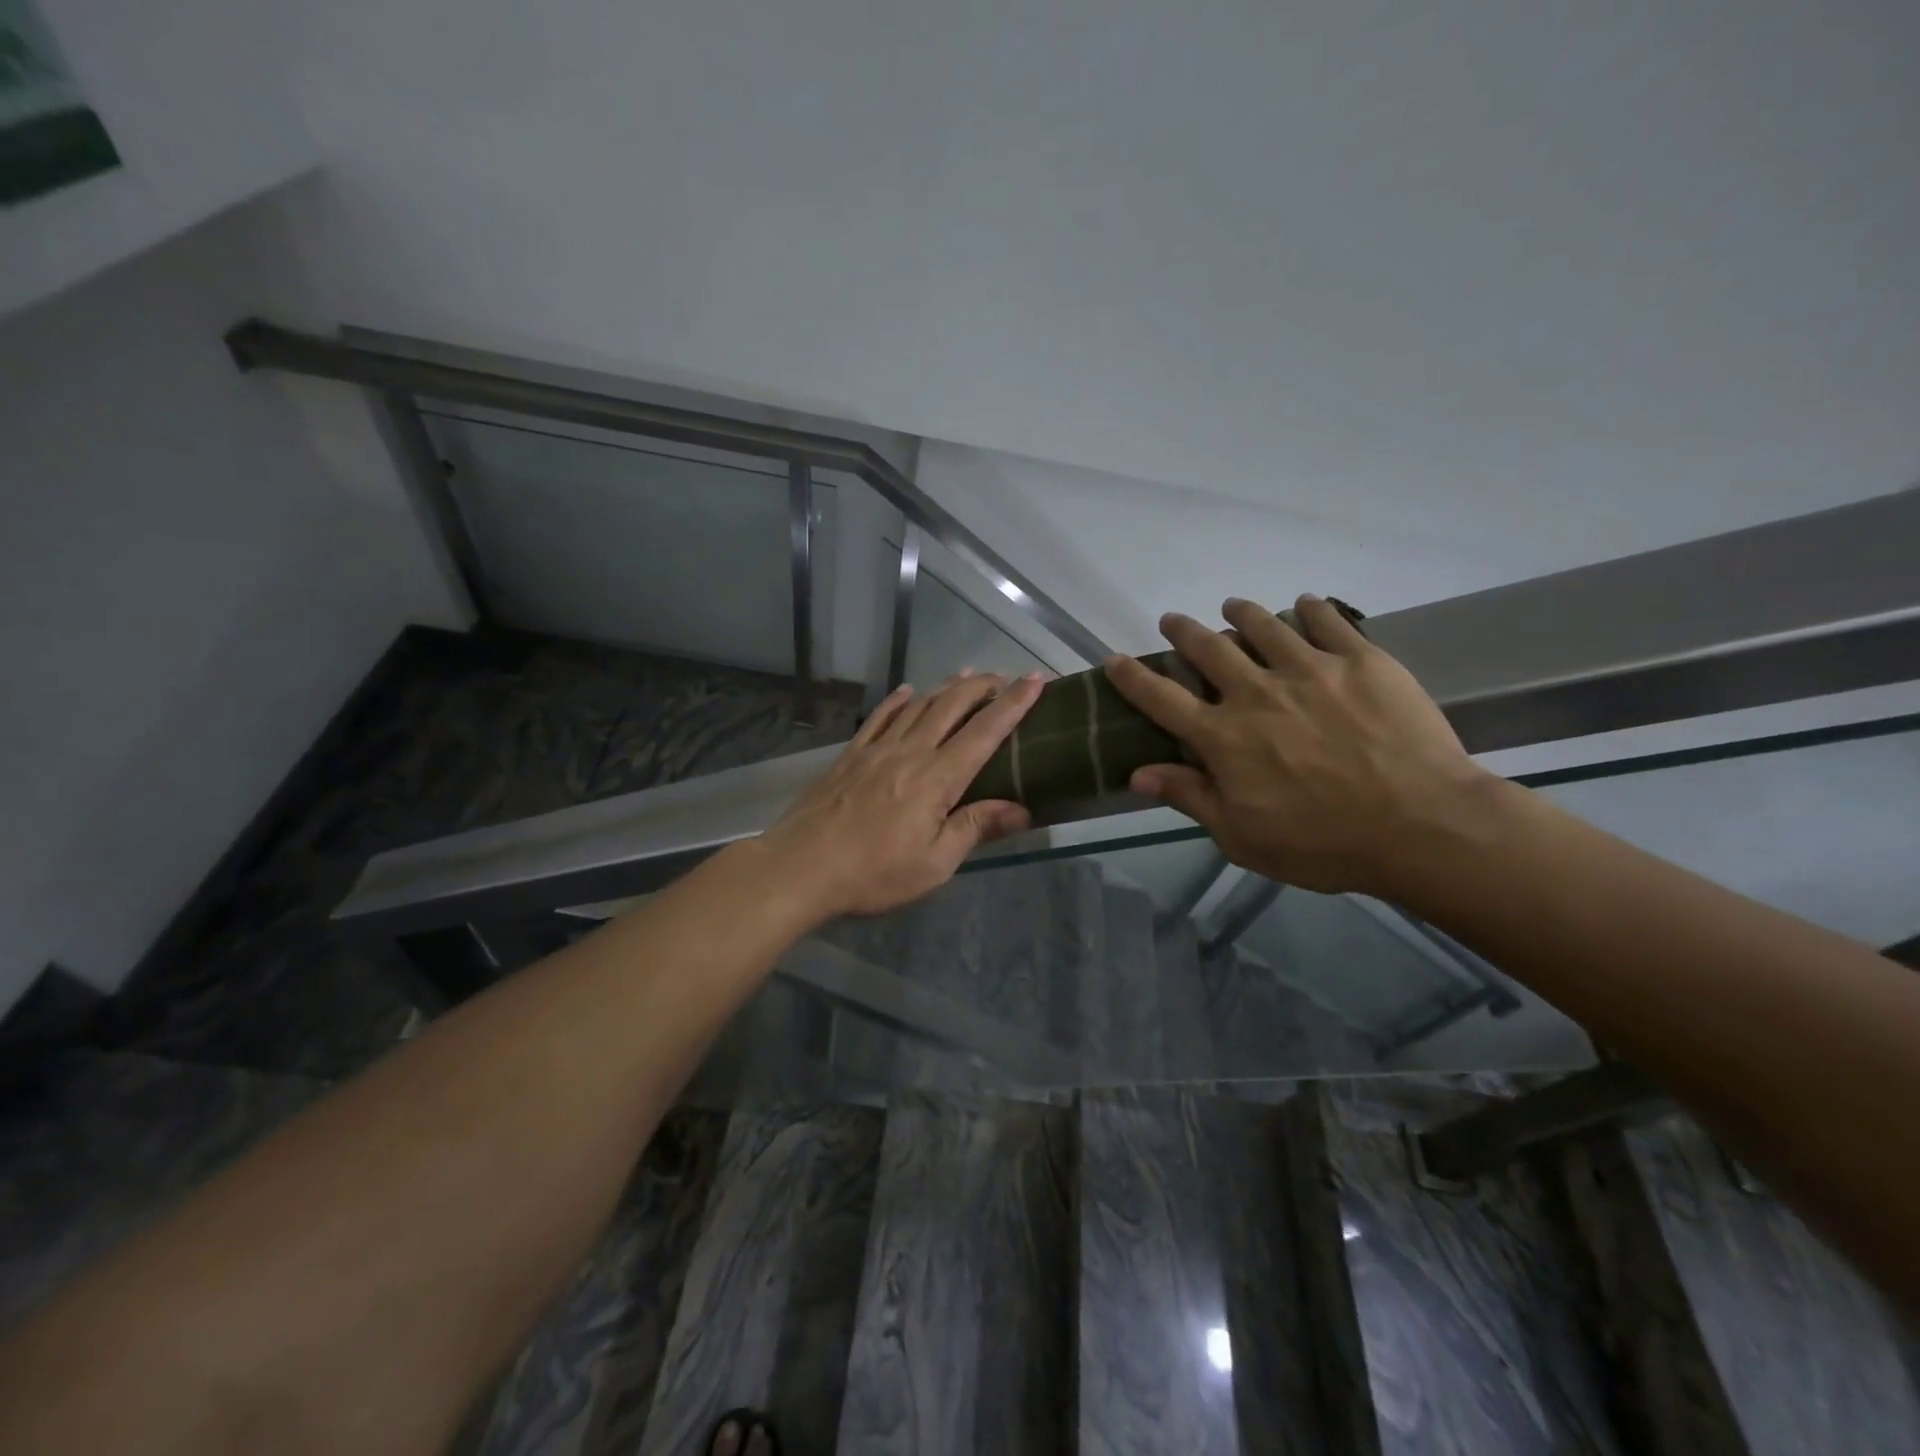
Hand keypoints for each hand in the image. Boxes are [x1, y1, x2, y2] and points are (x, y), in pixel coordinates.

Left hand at [758, 670, 1044, 919]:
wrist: (801, 867)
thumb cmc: (874, 873)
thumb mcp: (934, 864)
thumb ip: (975, 829)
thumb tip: (1022, 809)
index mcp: (937, 778)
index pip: (985, 732)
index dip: (1014, 704)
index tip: (1035, 680)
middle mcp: (910, 752)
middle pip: (952, 707)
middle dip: (982, 687)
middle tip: (1005, 676)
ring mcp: (877, 749)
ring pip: (918, 706)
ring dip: (946, 687)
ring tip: (967, 675)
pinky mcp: (850, 755)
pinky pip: (879, 717)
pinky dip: (897, 700)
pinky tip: (907, 691)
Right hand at [1104, 595, 1495, 897]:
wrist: (1422, 826)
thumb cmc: (1323, 843)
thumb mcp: (1241, 837)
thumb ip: (1190, 798)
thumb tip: (1138, 774)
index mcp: (1223, 737)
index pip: (1161, 699)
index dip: (1133, 678)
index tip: (1114, 659)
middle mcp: (1257, 693)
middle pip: (1208, 649)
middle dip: (1183, 632)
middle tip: (1173, 620)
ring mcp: (1311, 670)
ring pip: (1264, 626)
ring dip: (1241, 612)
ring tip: (1232, 606)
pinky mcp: (1362, 661)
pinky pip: (1329, 621)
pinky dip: (1311, 608)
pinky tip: (1305, 603)